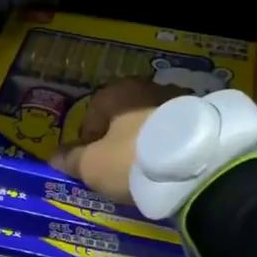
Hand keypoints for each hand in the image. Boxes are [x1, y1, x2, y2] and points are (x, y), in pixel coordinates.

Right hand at [49, 78, 188, 209]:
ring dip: (148, 140)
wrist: (195, 165)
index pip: (93, 113)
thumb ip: (72, 159)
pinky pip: (177, 131)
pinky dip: (171, 145)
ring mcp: (179, 98)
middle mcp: (147, 86)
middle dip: (120, 139)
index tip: (93, 165)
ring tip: (149, 170)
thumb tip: (53, 157)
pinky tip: (172, 166)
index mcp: (116, 91)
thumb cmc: (132, 159)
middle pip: (124, 115)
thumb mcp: (93, 166)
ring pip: (153, 122)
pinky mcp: (203, 115)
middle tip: (121, 168)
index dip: (88, 141)